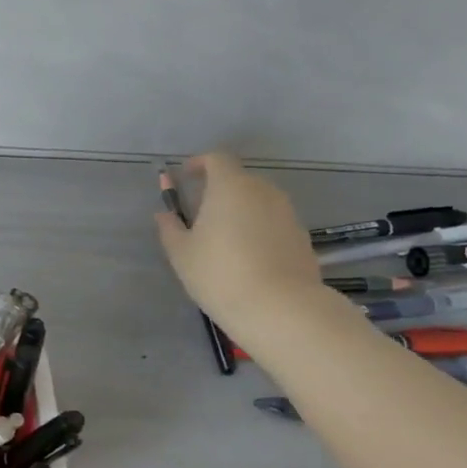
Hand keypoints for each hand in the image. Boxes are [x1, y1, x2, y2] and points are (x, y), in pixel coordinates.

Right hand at [155, 151, 324, 340]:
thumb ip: (170, 227)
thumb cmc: (219, 273)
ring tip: (224, 241)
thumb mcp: (181, 253)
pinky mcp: (302, 237)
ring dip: (241, 212)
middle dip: (219, 191)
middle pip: (239, 180)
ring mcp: (287, 213)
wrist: (280, 308)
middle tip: (201, 216)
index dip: (199, 164)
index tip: (185, 177)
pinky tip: (248, 259)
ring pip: (259, 202)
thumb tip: (165, 213)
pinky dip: (259, 231)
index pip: (217, 159)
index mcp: (230, 186)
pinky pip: (274, 224)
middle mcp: (263, 191)